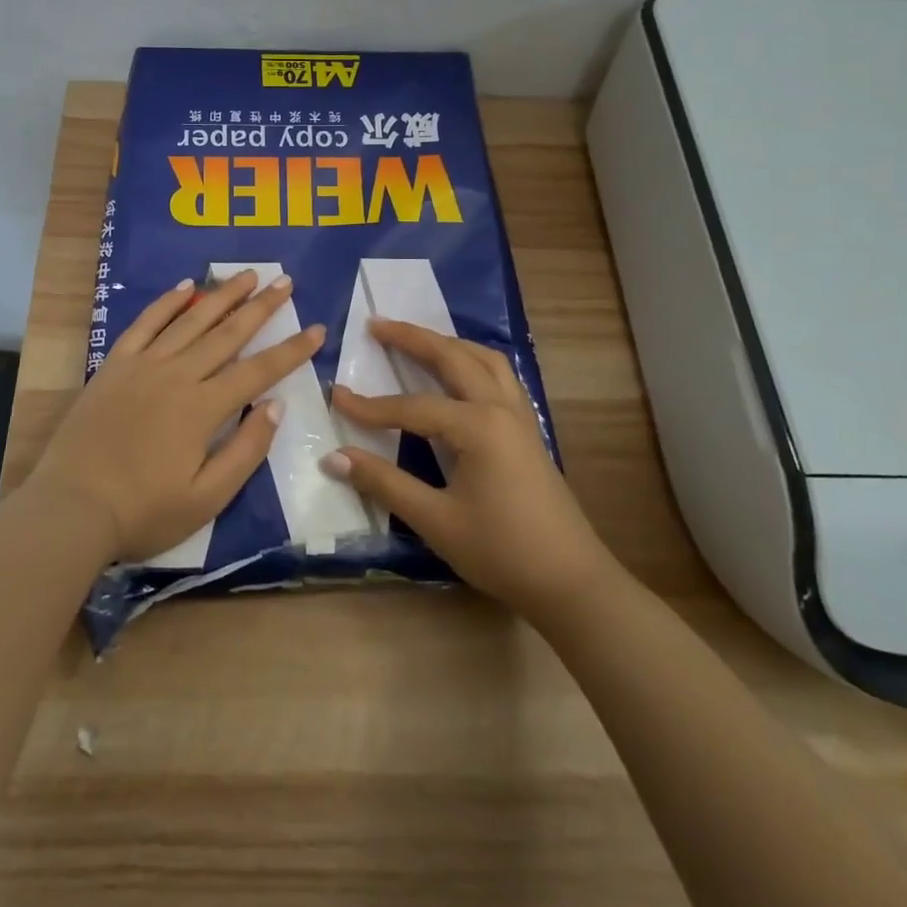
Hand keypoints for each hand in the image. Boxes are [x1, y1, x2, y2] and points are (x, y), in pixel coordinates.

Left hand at [31, 270, 325, 562]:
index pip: (259, 371)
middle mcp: (178, 375)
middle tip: (284, 281)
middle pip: (228, 333)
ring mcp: (144, 365)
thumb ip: (245, 450)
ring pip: (191, 320)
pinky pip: (145, 324)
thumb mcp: (206, 499)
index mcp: (203, 408)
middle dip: (261, 307)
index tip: (317, 329)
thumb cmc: (142, 511)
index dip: (291, 350)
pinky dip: (167, 303)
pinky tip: (186, 287)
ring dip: (222, 295)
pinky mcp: (115, 364)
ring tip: (248, 275)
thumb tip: (275, 405)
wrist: (70, 508)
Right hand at [323, 320, 611, 620]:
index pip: (411, 407)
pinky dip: (473, 361)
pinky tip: (461, 373)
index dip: (370, 406)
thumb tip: (334, 456)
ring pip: (483, 359)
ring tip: (417, 338)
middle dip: (413, 337)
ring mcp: (519, 416)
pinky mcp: (528, 430)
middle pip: (452, 357)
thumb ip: (384, 483)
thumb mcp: (436, 520)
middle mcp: (500, 407)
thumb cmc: (502, 551)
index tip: (335, 397)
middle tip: (376, 324)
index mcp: (477, 426)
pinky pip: (499, 376)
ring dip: (447, 343)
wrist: (572, 582)